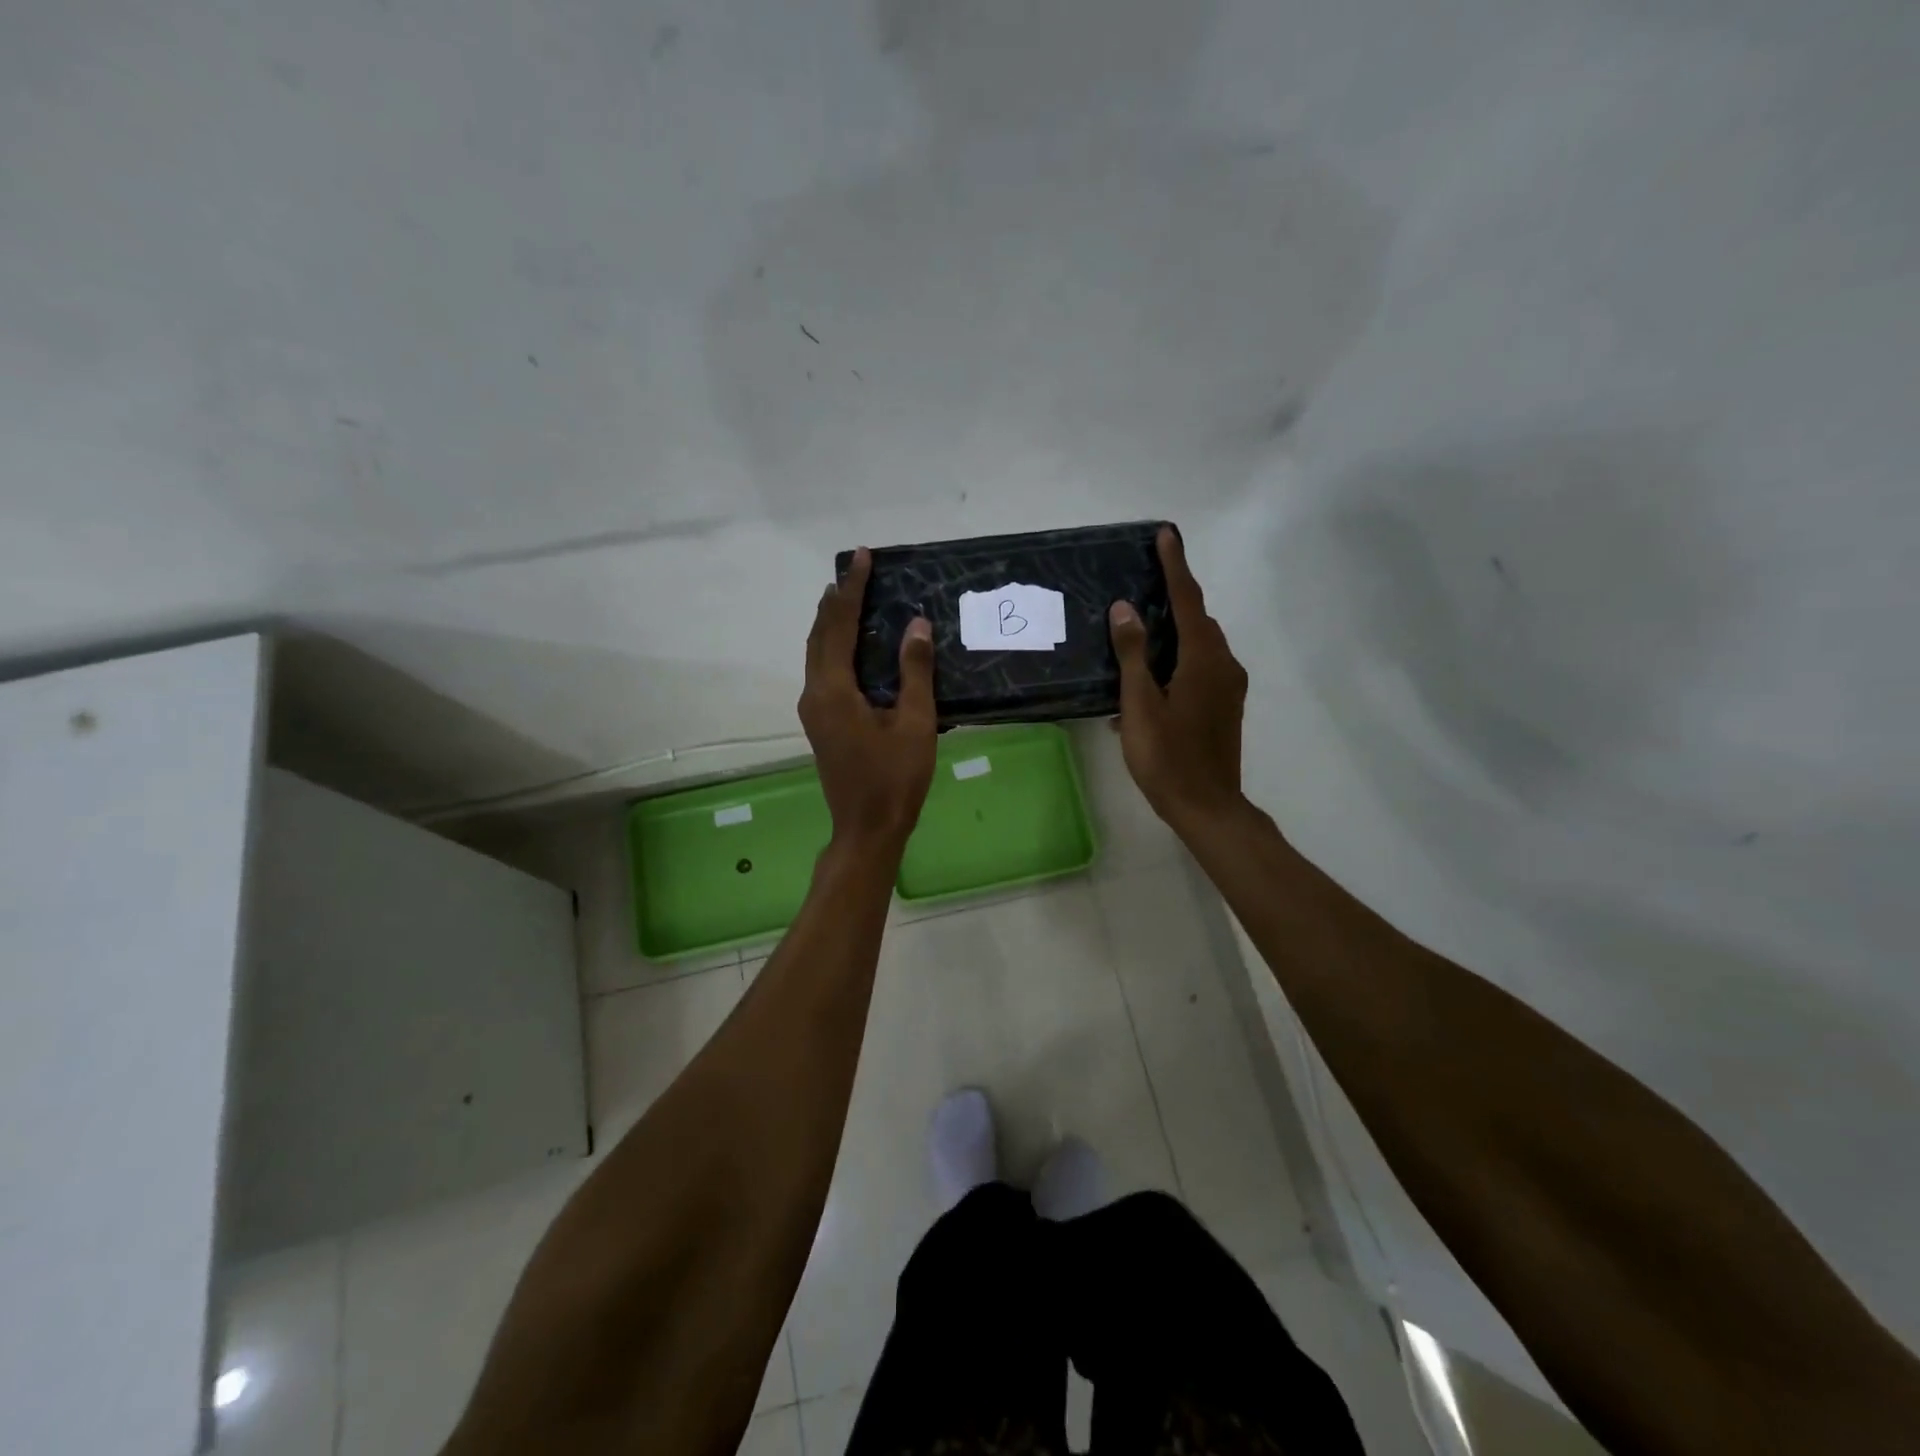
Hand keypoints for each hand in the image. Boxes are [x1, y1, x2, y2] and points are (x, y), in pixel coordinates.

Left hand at [800, 548, 936, 849]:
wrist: (867, 829)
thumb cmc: (895, 779)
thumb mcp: (915, 724)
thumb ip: (914, 672)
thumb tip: (917, 624)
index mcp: (833, 690)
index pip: (840, 626)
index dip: (852, 590)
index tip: (862, 558)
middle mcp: (815, 694)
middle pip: (820, 635)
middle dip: (836, 600)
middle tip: (856, 570)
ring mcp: (813, 710)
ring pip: (816, 652)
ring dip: (830, 622)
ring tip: (848, 596)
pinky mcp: (820, 722)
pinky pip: (821, 670)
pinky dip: (833, 646)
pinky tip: (850, 643)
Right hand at [1109, 526, 1248, 831]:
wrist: (1206, 806)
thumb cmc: (1167, 757)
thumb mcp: (1140, 705)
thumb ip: (1133, 654)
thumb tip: (1125, 608)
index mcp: (1203, 659)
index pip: (1187, 600)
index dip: (1175, 566)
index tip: (1166, 534)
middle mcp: (1223, 665)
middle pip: (1198, 619)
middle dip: (1175, 596)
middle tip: (1144, 581)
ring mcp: (1228, 686)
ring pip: (1201, 644)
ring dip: (1175, 630)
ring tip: (1141, 629)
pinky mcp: (1225, 705)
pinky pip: (1202, 666)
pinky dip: (1179, 658)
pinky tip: (1150, 678)